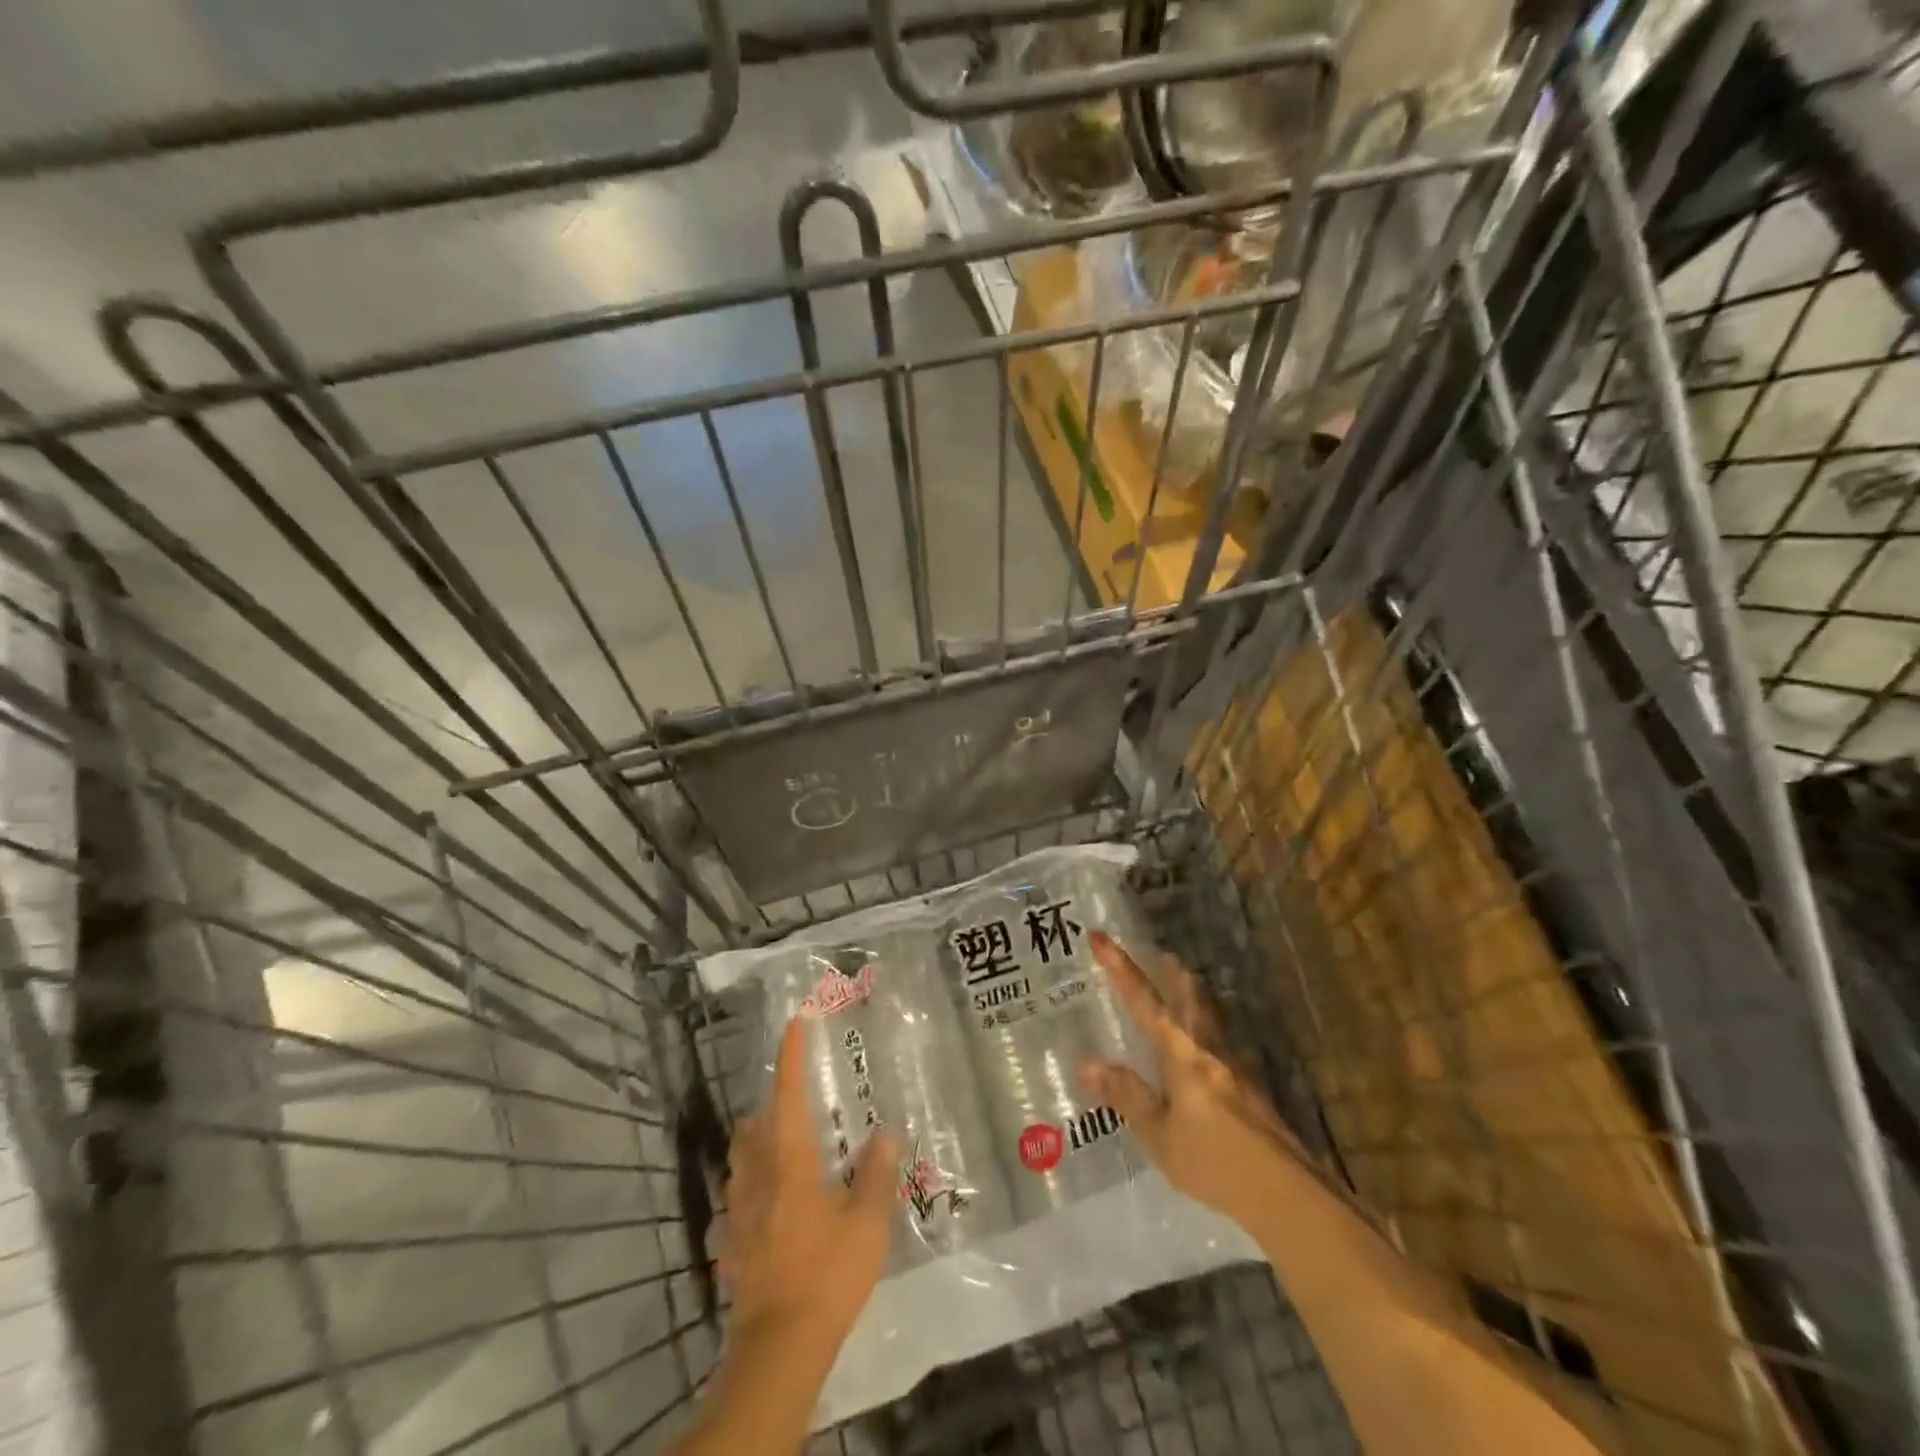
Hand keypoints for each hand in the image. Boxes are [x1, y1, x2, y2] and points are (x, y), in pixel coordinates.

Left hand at [721, 1017, 898, 1350]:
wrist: (778, 1346)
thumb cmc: (827, 1273)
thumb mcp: (867, 1223)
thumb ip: (876, 1173)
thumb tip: (885, 1132)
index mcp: (788, 1161)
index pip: (787, 1094)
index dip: (790, 1056)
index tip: (794, 1022)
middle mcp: (757, 1177)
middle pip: (753, 1126)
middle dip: (770, 1106)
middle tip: (798, 1103)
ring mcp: (739, 1213)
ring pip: (740, 1161)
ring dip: (757, 1144)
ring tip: (786, 1148)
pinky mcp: (733, 1244)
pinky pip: (739, 1201)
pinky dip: (754, 1189)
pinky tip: (774, 1207)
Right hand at [1079, 931, 1307, 1226]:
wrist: (1287, 1193)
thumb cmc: (1215, 1163)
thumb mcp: (1160, 1136)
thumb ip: (1127, 1097)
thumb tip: (1087, 1063)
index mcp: (1182, 1055)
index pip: (1144, 1002)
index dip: (1120, 968)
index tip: (1100, 937)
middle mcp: (1209, 1051)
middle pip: (1189, 1000)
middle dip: (1172, 976)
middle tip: (1162, 956)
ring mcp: (1235, 1068)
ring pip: (1209, 1018)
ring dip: (1193, 998)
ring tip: (1184, 985)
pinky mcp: (1251, 1090)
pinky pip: (1222, 1043)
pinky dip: (1208, 1030)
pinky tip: (1209, 1049)